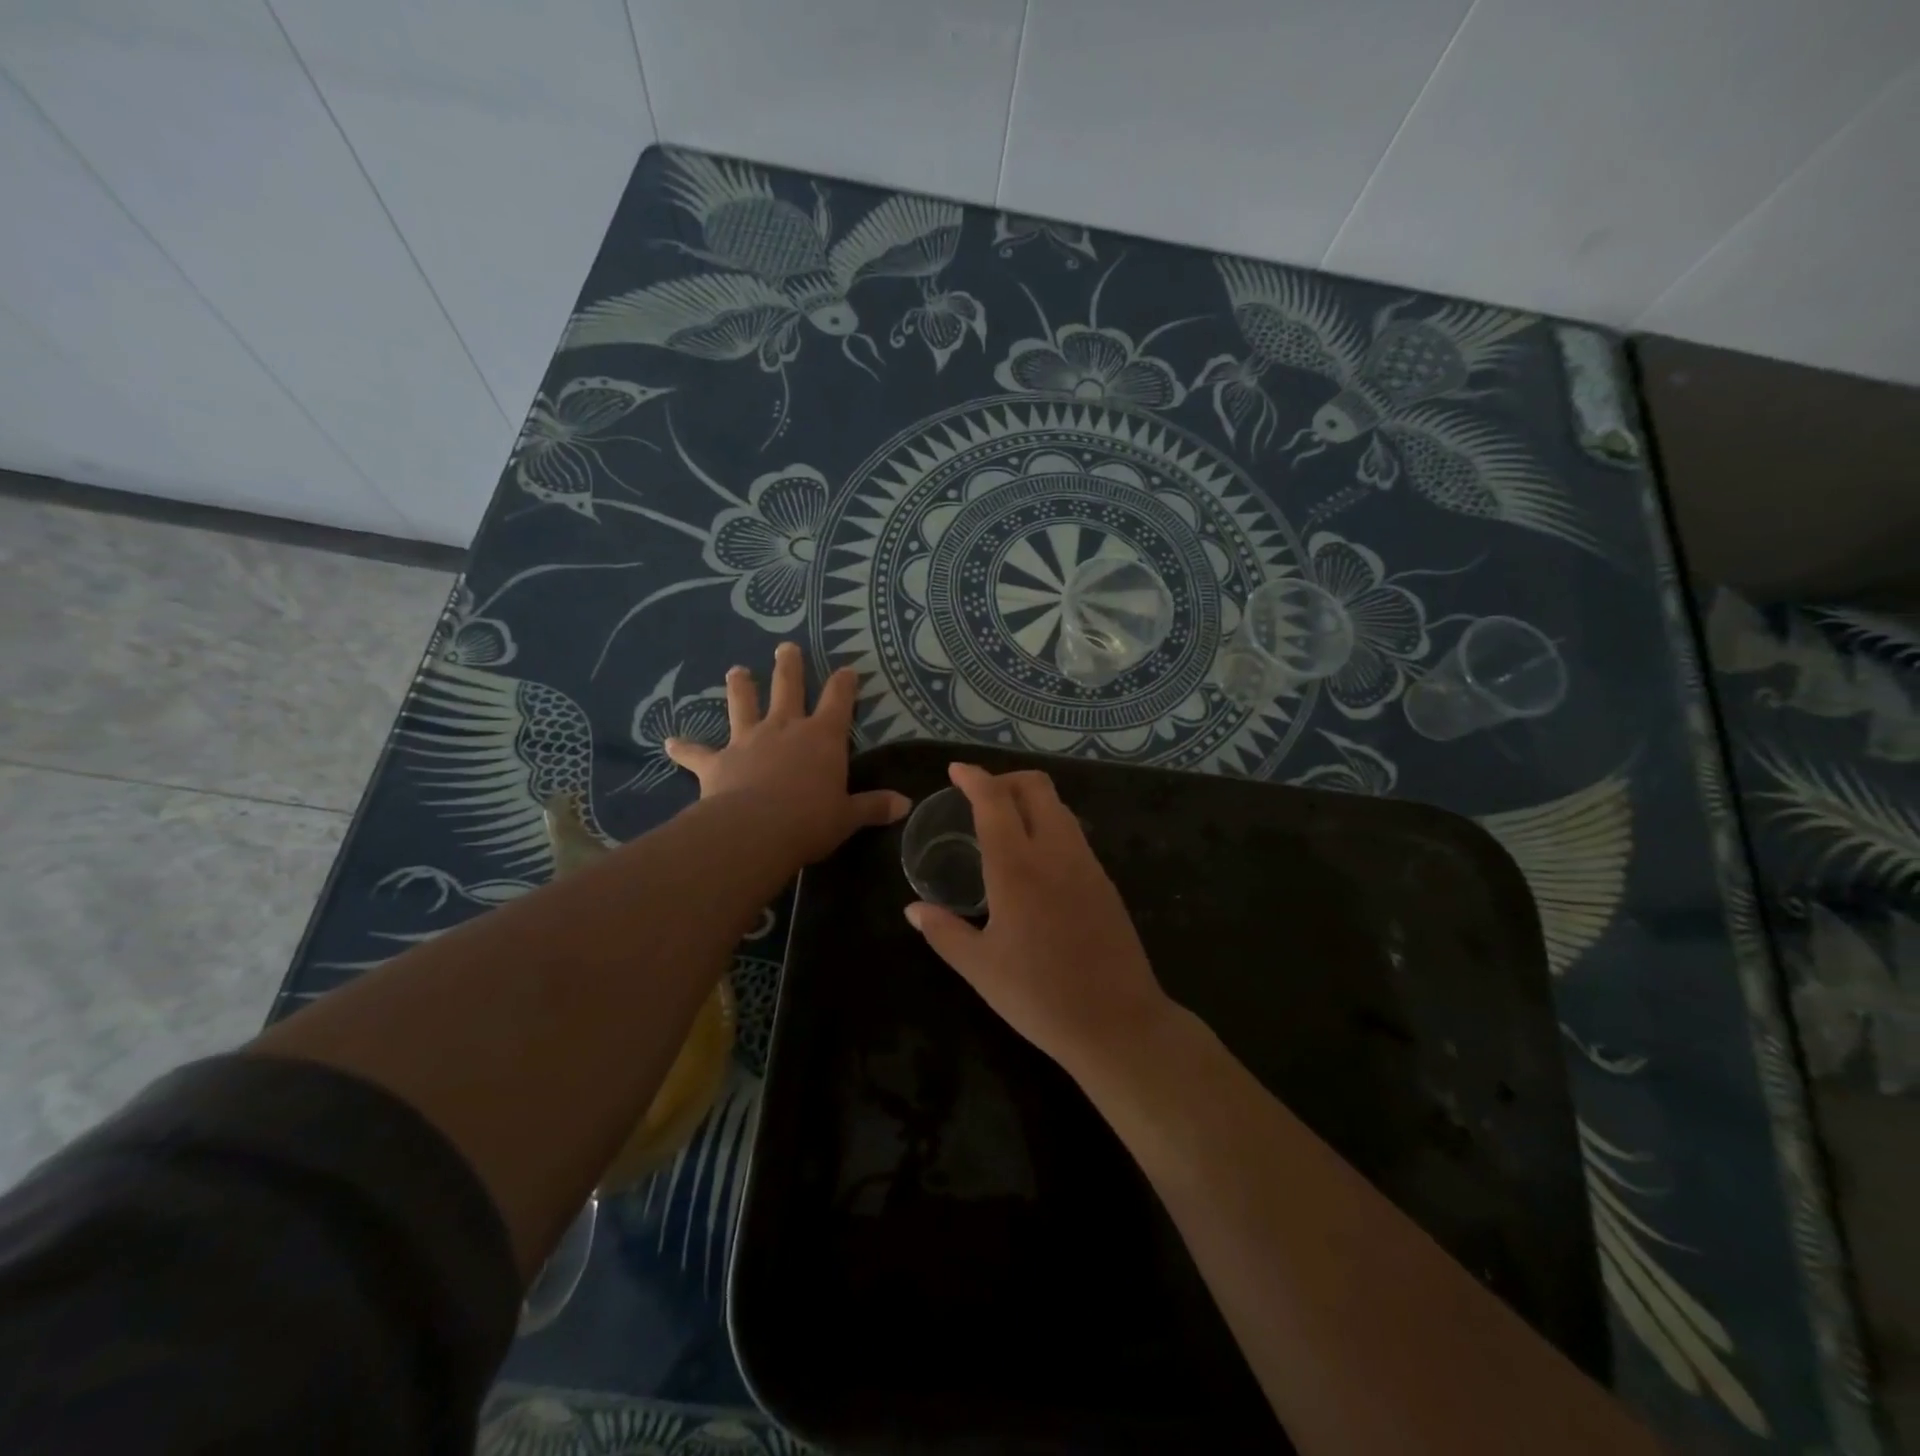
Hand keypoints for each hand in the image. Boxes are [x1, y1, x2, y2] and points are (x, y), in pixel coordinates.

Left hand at [664, 643, 908, 865]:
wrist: (755, 831)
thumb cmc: (810, 820)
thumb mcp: (848, 816)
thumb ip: (873, 806)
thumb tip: (906, 805)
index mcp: (822, 737)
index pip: (838, 700)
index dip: (844, 683)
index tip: (847, 669)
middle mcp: (785, 728)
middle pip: (787, 687)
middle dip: (788, 666)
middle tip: (785, 647)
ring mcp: (748, 740)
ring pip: (743, 705)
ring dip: (740, 687)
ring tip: (736, 671)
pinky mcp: (717, 762)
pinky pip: (697, 752)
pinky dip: (684, 748)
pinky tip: (669, 742)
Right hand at [904, 763, 1175, 1074]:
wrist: (1118, 1023)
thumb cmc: (1040, 996)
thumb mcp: (980, 969)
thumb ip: (944, 932)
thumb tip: (913, 909)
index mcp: (1017, 868)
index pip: (994, 800)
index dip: (974, 777)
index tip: (955, 771)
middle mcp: (1055, 852)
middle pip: (1036, 787)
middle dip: (1006, 779)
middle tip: (980, 797)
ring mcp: (1087, 864)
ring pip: (1059, 808)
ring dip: (1031, 801)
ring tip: (1006, 825)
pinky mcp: (1105, 882)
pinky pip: (1074, 834)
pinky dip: (1050, 825)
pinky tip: (1036, 860)